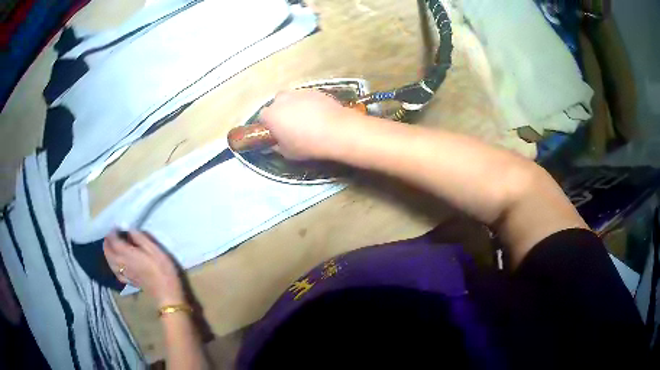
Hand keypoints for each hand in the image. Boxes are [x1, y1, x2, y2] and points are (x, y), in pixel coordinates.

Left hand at [104, 230, 184, 305]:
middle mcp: (122, 263)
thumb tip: (128, 228)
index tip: (116, 226)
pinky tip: (115, 263)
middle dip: (108, 241)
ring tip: (110, 245)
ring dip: (107, 252)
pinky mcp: (128, 280)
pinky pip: (115, 271)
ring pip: (110, 261)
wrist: (167, 293)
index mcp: (128, 254)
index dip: (113, 232)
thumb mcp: (154, 249)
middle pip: (109, 251)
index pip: (114, 241)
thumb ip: (140, 238)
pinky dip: (112, 265)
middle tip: (111, 234)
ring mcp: (125, 273)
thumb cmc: (162, 269)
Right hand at [259, 89, 359, 159]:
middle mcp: (281, 99)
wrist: (336, 130)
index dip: (269, 125)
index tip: (276, 133)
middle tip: (291, 125)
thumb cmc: (307, 144)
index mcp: (270, 114)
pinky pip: (307, 98)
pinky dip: (310, 104)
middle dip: (281, 112)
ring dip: (295, 107)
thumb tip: (275, 143)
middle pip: (277, 104)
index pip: (263, 117)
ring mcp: (299, 92)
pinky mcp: (315, 91)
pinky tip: (319, 115)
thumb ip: (277, 146)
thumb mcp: (287, 152)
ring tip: (307, 120)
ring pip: (292, 99)